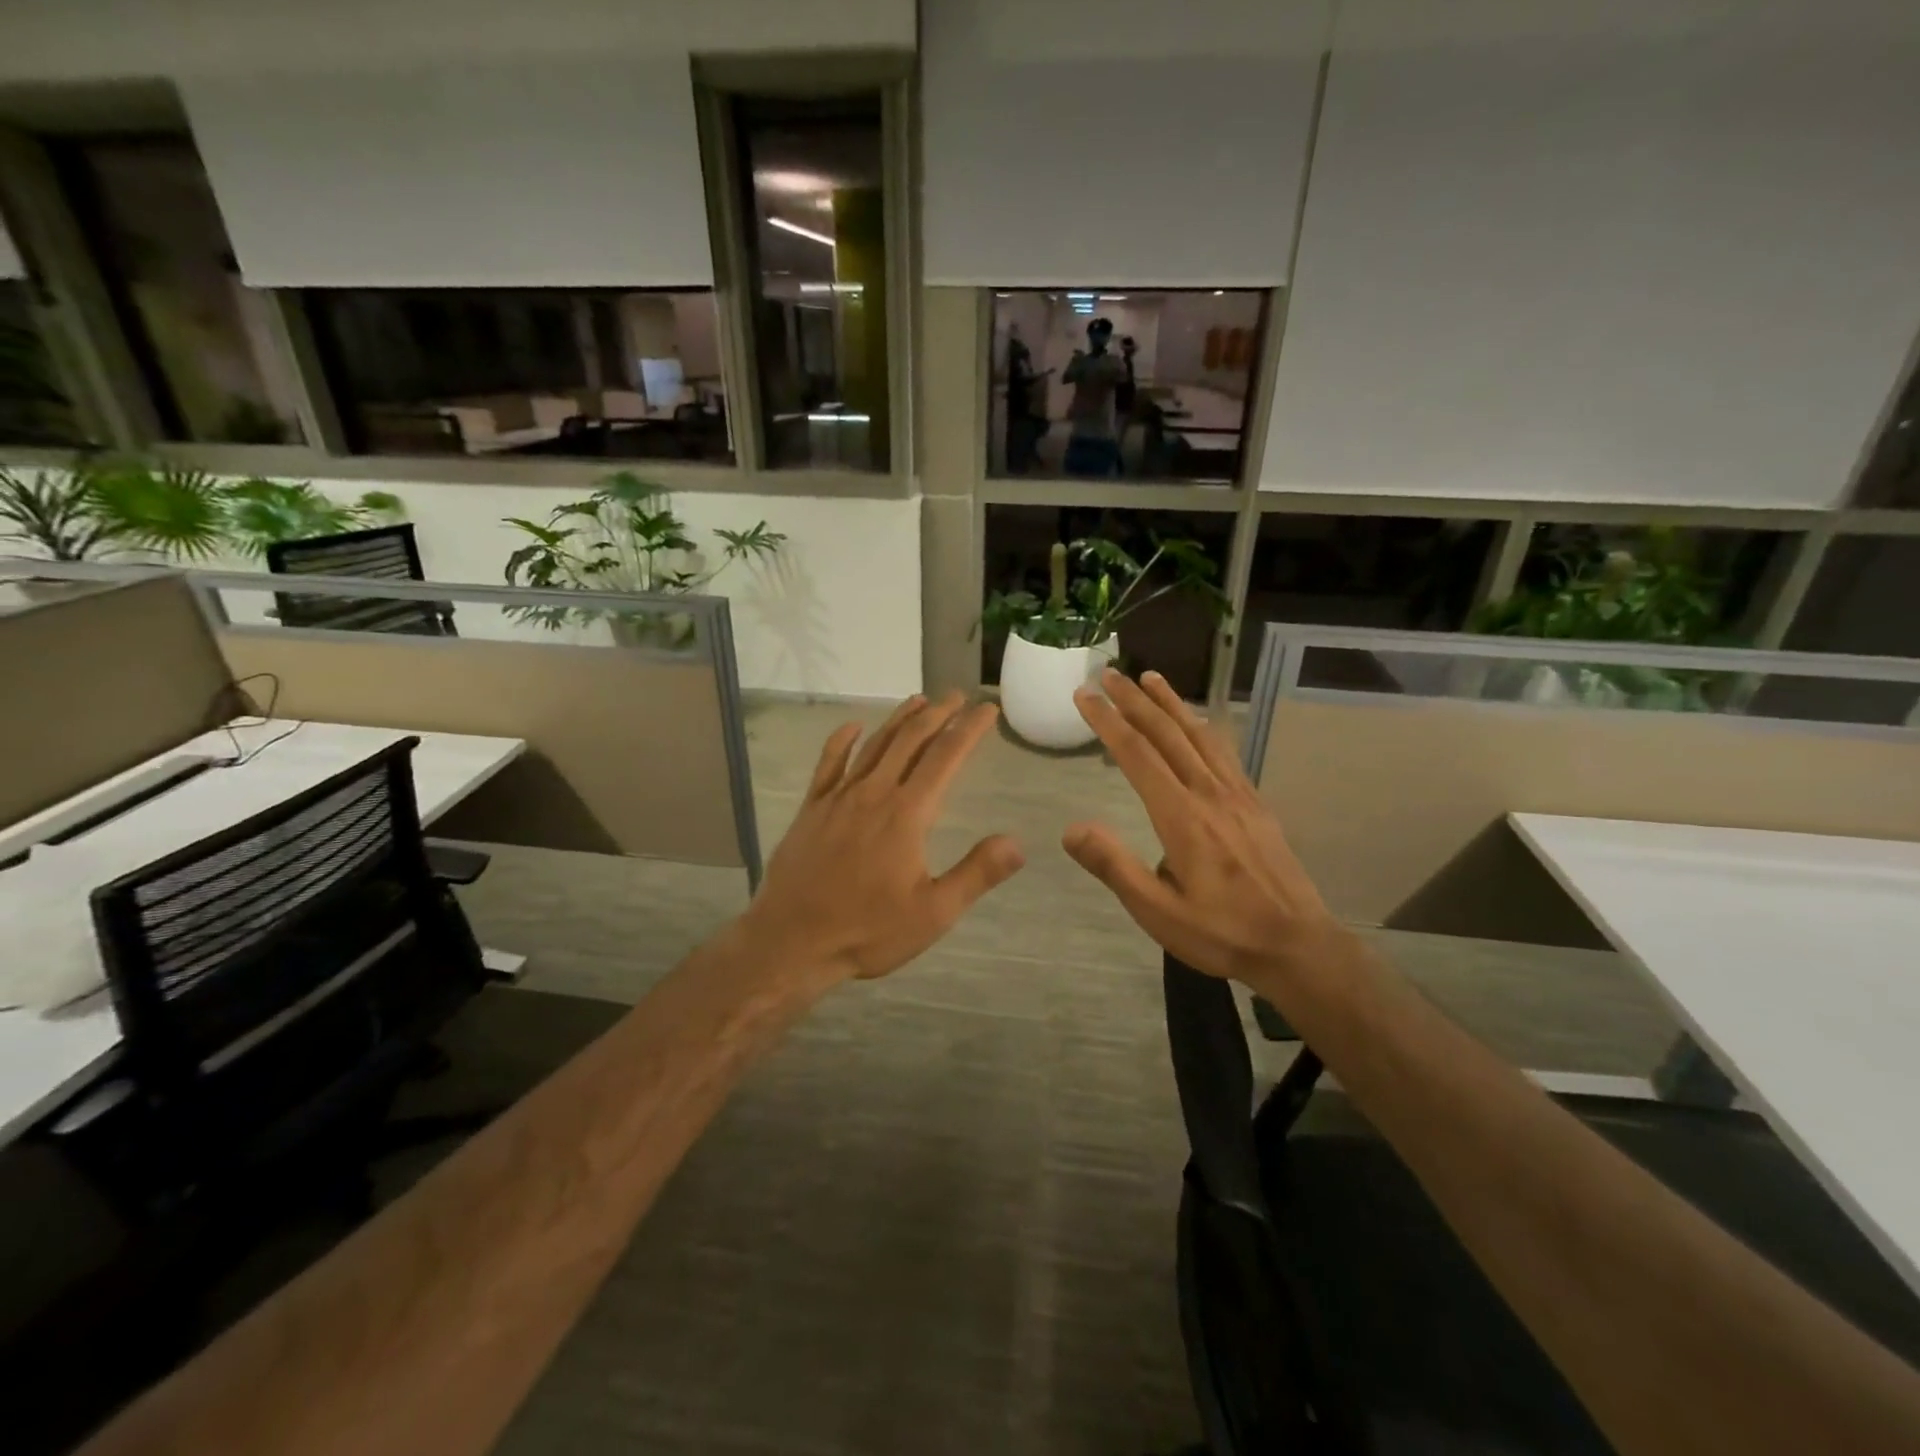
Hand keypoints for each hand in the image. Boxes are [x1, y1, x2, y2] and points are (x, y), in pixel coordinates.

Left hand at [740, 694, 1024, 986]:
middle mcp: (874, 794)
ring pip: (874, 745)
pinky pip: (828, 764)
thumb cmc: (867, 931)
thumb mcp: (933, 913)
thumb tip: (1018, 842)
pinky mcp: (811, 809)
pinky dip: (842, 741)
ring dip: (899, 720)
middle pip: (910, 741)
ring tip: (919, 701)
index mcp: (907, 815)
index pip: (945, 757)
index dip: (969, 729)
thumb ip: (976, 874)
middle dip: (937, 713)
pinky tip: (852, 727)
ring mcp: (838, 798)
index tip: (986, 709)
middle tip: (957, 696)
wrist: (790, 941)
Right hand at [1062, 669, 1342, 989]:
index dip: (1108, 722)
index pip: (1137, 755)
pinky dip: (1202, 726)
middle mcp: (1210, 794)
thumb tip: (1071, 829)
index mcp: (1181, 817)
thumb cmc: (1221, 933)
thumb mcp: (1157, 912)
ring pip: (1199, 735)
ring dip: (1171, 703)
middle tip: (1108, 674)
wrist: (1297, 945)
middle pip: (1167, 734)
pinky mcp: (1255, 803)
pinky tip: (1198, 722)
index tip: (1085, 696)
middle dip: (1135, 700)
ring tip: (1151, 678)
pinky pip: (1224, 751)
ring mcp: (1237, 795)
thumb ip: (1114, 867)